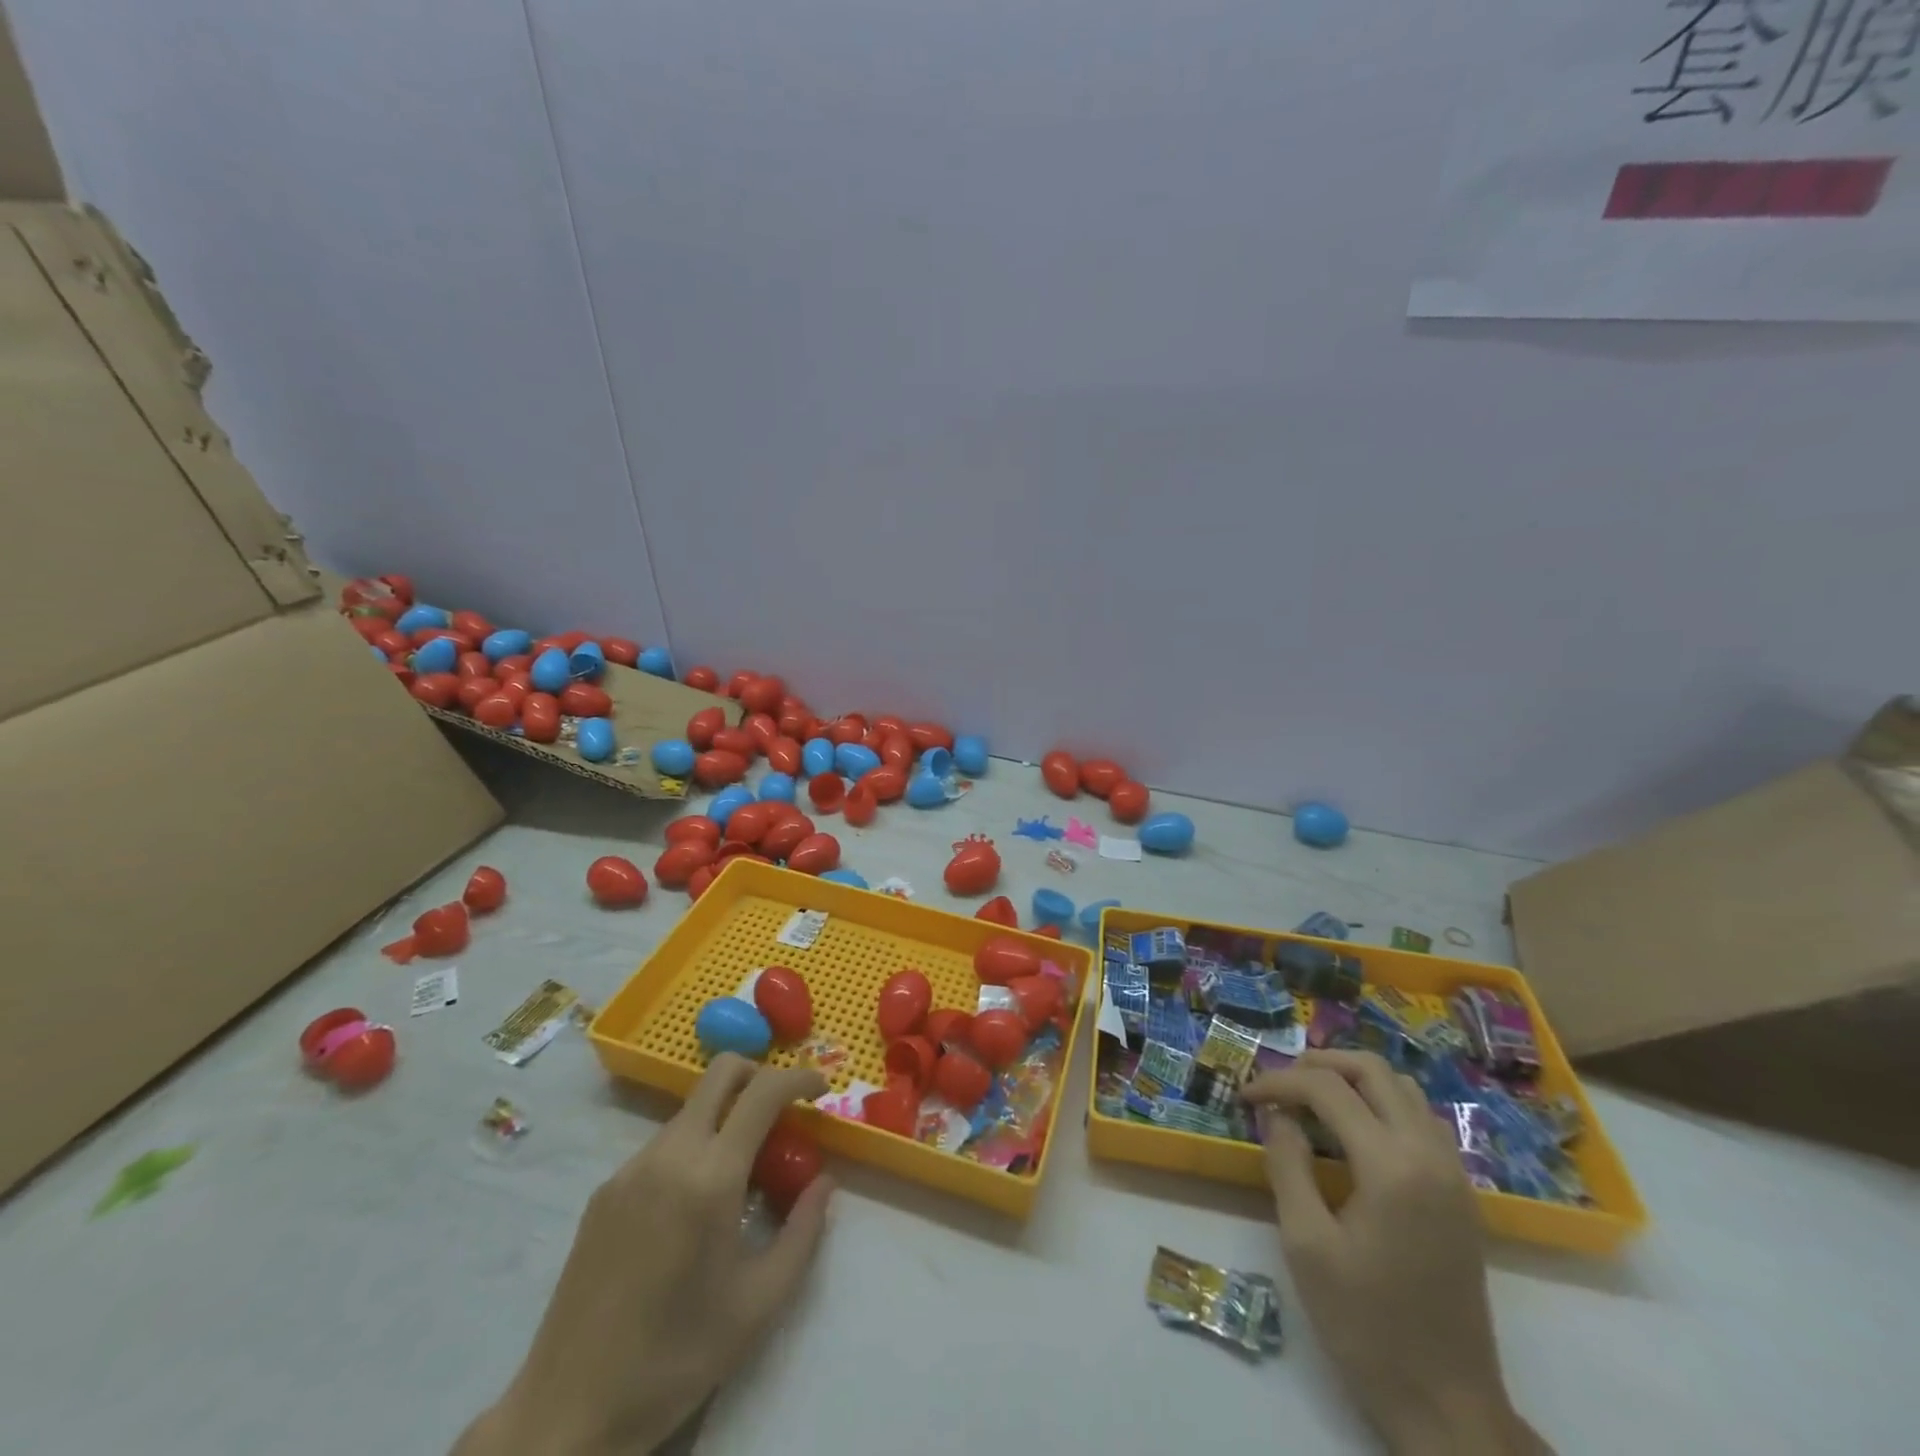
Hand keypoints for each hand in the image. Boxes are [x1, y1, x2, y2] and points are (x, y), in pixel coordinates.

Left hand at [457, 1057, 832, 1455]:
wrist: (568, 1413)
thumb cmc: (676, 1357)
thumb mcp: (760, 1304)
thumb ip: (803, 1232)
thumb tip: (825, 1181)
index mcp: (710, 1178)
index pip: (763, 1091)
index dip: (799, 1078)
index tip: (822, 1089)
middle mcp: (669, 1155)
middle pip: (721, 1073)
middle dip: (761, 1075)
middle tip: (784, 1113)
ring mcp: (631, 1169)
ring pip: (692, 1109)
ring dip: (727, 1116)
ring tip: (743, 1171)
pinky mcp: (605, 1190)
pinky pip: (663, 1144)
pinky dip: (695, 1147)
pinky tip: (694, 1204)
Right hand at [1242, 1050, 1547, 1455]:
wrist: (1448, 1406)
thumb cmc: (1366, 1325)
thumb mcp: (1306, 1243)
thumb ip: (1288, 1164)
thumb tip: (1279, 1116)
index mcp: (1392, 1165)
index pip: (1327, 1089)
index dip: (1279, 1082)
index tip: (1245, 1097)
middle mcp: (1430, 1154)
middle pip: (1374, 1070)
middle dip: (1320, 1065)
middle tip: (1280, 1085)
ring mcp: (1454, 1173)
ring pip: (1403, 1089)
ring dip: (1354, 1081)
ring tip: (1312, 1101)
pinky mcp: (1461, 1194)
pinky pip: (1421, 1119)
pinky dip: (1382, 1105)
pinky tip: (1353, 1134)